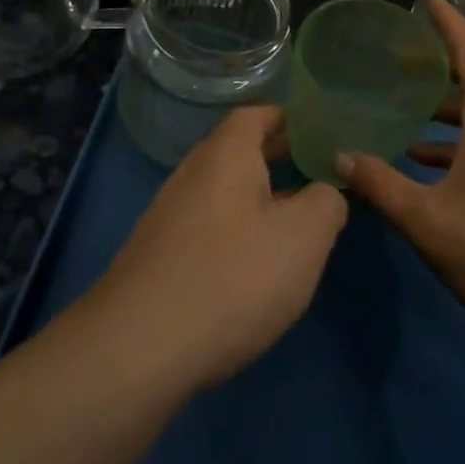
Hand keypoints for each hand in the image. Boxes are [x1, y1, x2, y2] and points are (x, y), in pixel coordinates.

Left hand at [92, 106, 347, 391]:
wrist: (138, 349)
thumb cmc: (232, 277)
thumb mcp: (303, 237)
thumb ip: (326, 203)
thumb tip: (325, 192)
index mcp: (226, 154)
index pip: (255, 115)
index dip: (288, 118)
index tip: (319, 131)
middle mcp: (192, 174)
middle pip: (238, 152)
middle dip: (278, 158)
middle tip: (318, 172)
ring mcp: (170, 215)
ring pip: (224, 192)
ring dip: (260, 198)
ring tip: (297, 220)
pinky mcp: (160, 255)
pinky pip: (209, 226)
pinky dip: (237, 230)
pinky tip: (256, 264)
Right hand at [337, 0, 464, 362]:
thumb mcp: (427, 221)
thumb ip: (380, 184)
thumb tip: (340, 155)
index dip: (449, 22)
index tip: (427, 2)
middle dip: (443, 61)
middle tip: (400, 56)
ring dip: (451, 103)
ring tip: (408, 105)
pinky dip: (464, 135)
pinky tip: (429, 160)